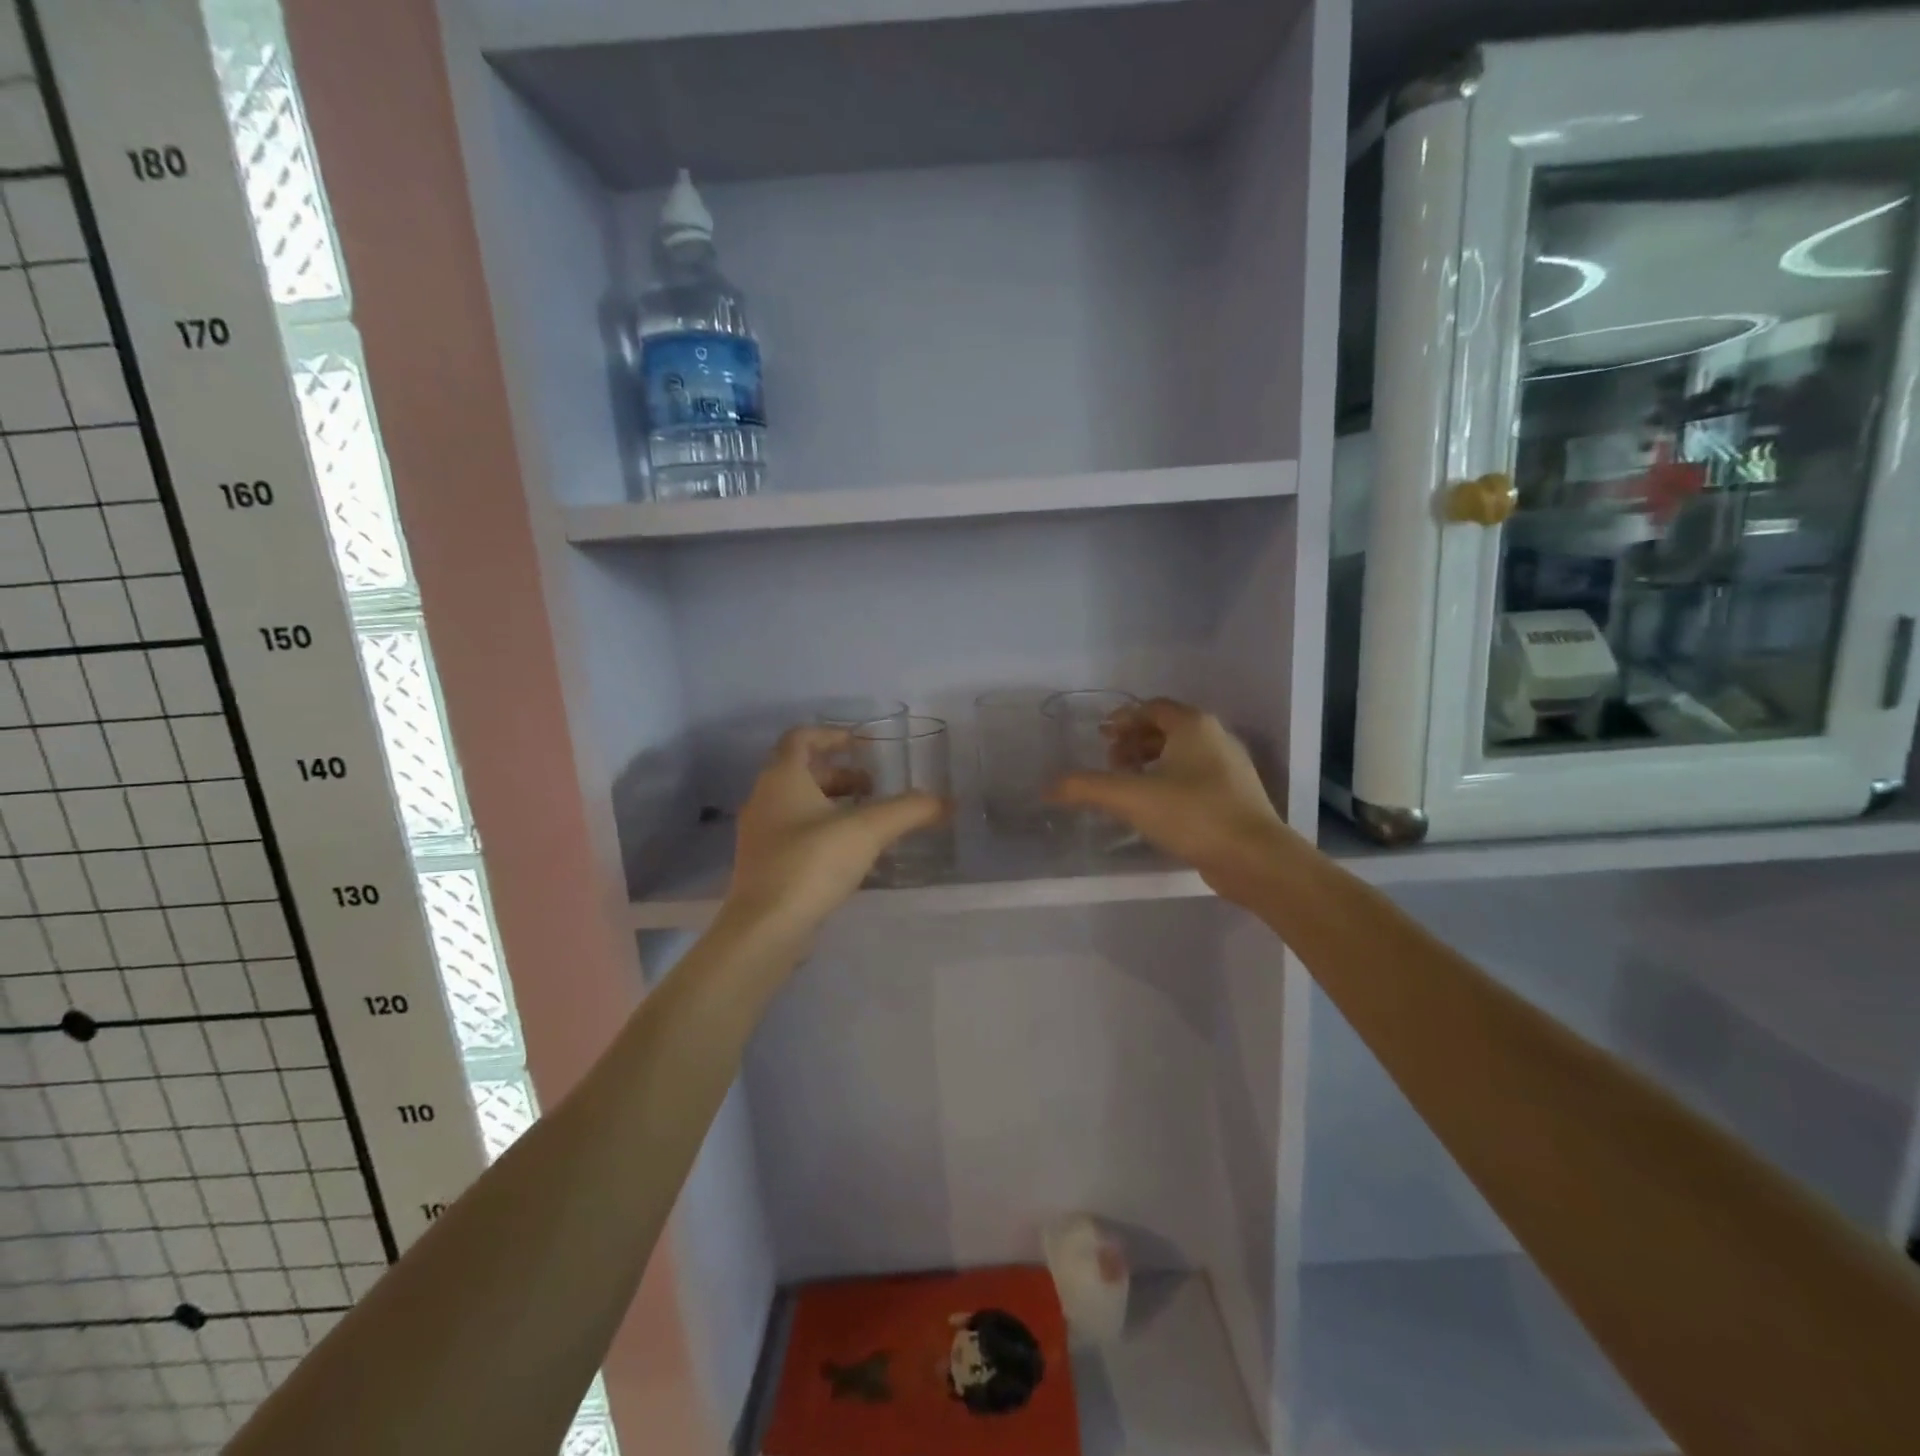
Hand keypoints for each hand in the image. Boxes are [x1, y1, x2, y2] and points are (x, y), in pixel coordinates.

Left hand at [725, 727, 946, 938]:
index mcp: (781, 778)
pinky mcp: (764, 865)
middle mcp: (764, 798)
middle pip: (801, 771)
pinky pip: (795, 832)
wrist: (766, 928)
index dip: (833, 734)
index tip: (864, 745)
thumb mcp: (868, 830)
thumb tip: (946, 802)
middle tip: (874, 787)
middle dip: (840, 774)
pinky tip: (850, 852)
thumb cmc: (812, 863)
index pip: (801, 737)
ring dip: (833, 803)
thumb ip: (909, 810)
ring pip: (798, 804)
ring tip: (868, 820)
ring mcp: (760, 834)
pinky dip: (822, 830)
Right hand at [1049, 699, 1293, 902]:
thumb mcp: (1131, 798)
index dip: (1123, 719)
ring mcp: (1229, 768)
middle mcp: (1215, 738)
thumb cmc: (1193, 814)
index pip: (1152, 708)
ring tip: (1127, 785)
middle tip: (1110, 763)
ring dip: (1150, 762)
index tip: (1101, 736)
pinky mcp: (1234, 796)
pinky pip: (1194, 777)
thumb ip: (1087, 788)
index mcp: (1193, 726)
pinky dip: (1169, 781)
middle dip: (1134, 741)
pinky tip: (1154, 807)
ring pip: (1181, 754)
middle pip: (1166, 728)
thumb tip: (1048, 787)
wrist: (1255, 858)